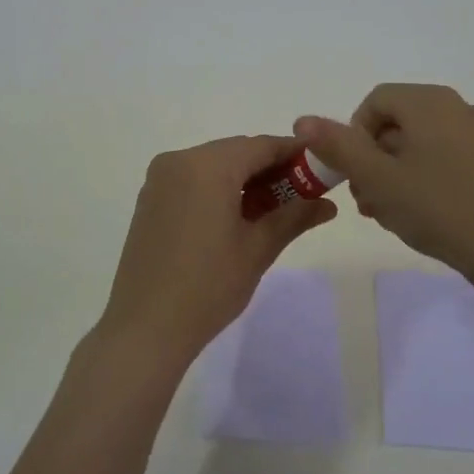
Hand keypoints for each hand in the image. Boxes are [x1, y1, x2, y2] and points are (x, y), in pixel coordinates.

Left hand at [95, 135, 337, 362]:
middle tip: (302, 196)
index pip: (261, 146)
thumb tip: (328, 204)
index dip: (294, 154)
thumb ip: (294, 216)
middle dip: (270, 169)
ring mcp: (159, 180)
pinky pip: (192, 181)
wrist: (145, 327)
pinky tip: (237, 218)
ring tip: (273, 211)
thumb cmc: (208, 286)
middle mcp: (179, 161)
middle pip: (235, 153)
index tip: (321, 168)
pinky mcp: (150, 200)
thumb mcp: (257, 249)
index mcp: (207, 166)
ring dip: (244, 180)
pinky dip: (218, 189)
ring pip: (213, 166)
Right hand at [295, 84, 473, 287]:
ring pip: (419, 145)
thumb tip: (303, 119)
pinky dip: (423, 180)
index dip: (353, 135)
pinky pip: (444, 159)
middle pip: (397, 123)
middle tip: (367, 202)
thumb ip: (338, 147)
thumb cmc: (439, 208)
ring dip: (394, 175)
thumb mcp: (378, 179)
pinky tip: (422, 216)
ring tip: (390, 215)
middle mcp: (457, 108)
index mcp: (429, 102)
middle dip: (372, 160)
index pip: (375, 101)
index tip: (353, 174)